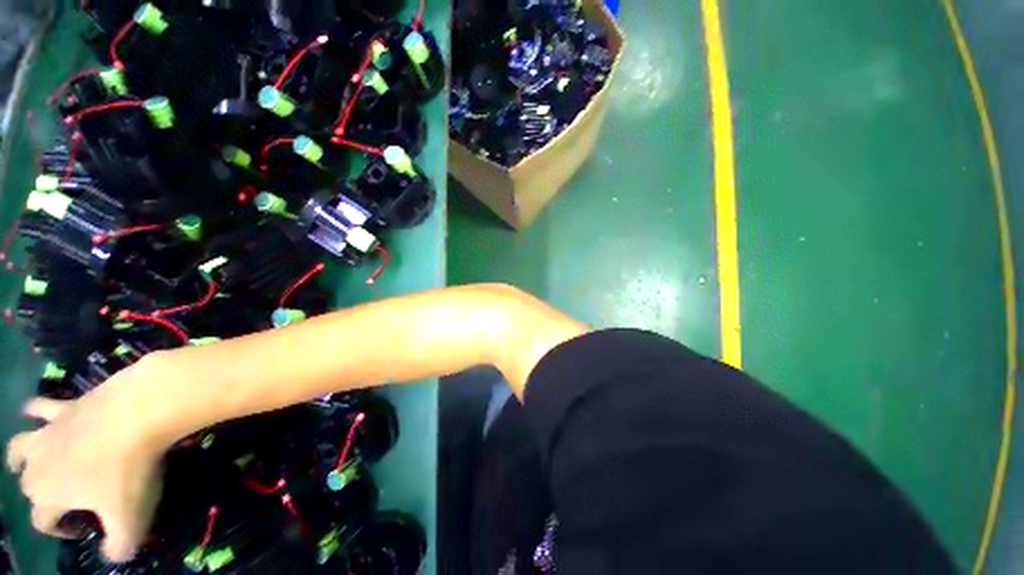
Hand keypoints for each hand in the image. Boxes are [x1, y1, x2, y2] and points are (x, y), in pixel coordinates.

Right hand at [6, 361, 165, 561]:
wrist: (138, 413)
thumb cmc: (129, 471)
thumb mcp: (130, 521)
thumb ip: (119, 546)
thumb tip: (113, 556)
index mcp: (48, 495)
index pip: (42, 521)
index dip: (59, 530)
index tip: (82, 529)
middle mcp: (38, 463)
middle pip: (28, 484)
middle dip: (40, 496)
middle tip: (63, 499)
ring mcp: (50, 431)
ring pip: (19, 446)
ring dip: (20, 456)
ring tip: (23, 462)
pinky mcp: (66, 405)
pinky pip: (40, 406)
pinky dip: (33, 410)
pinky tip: (33, 411)